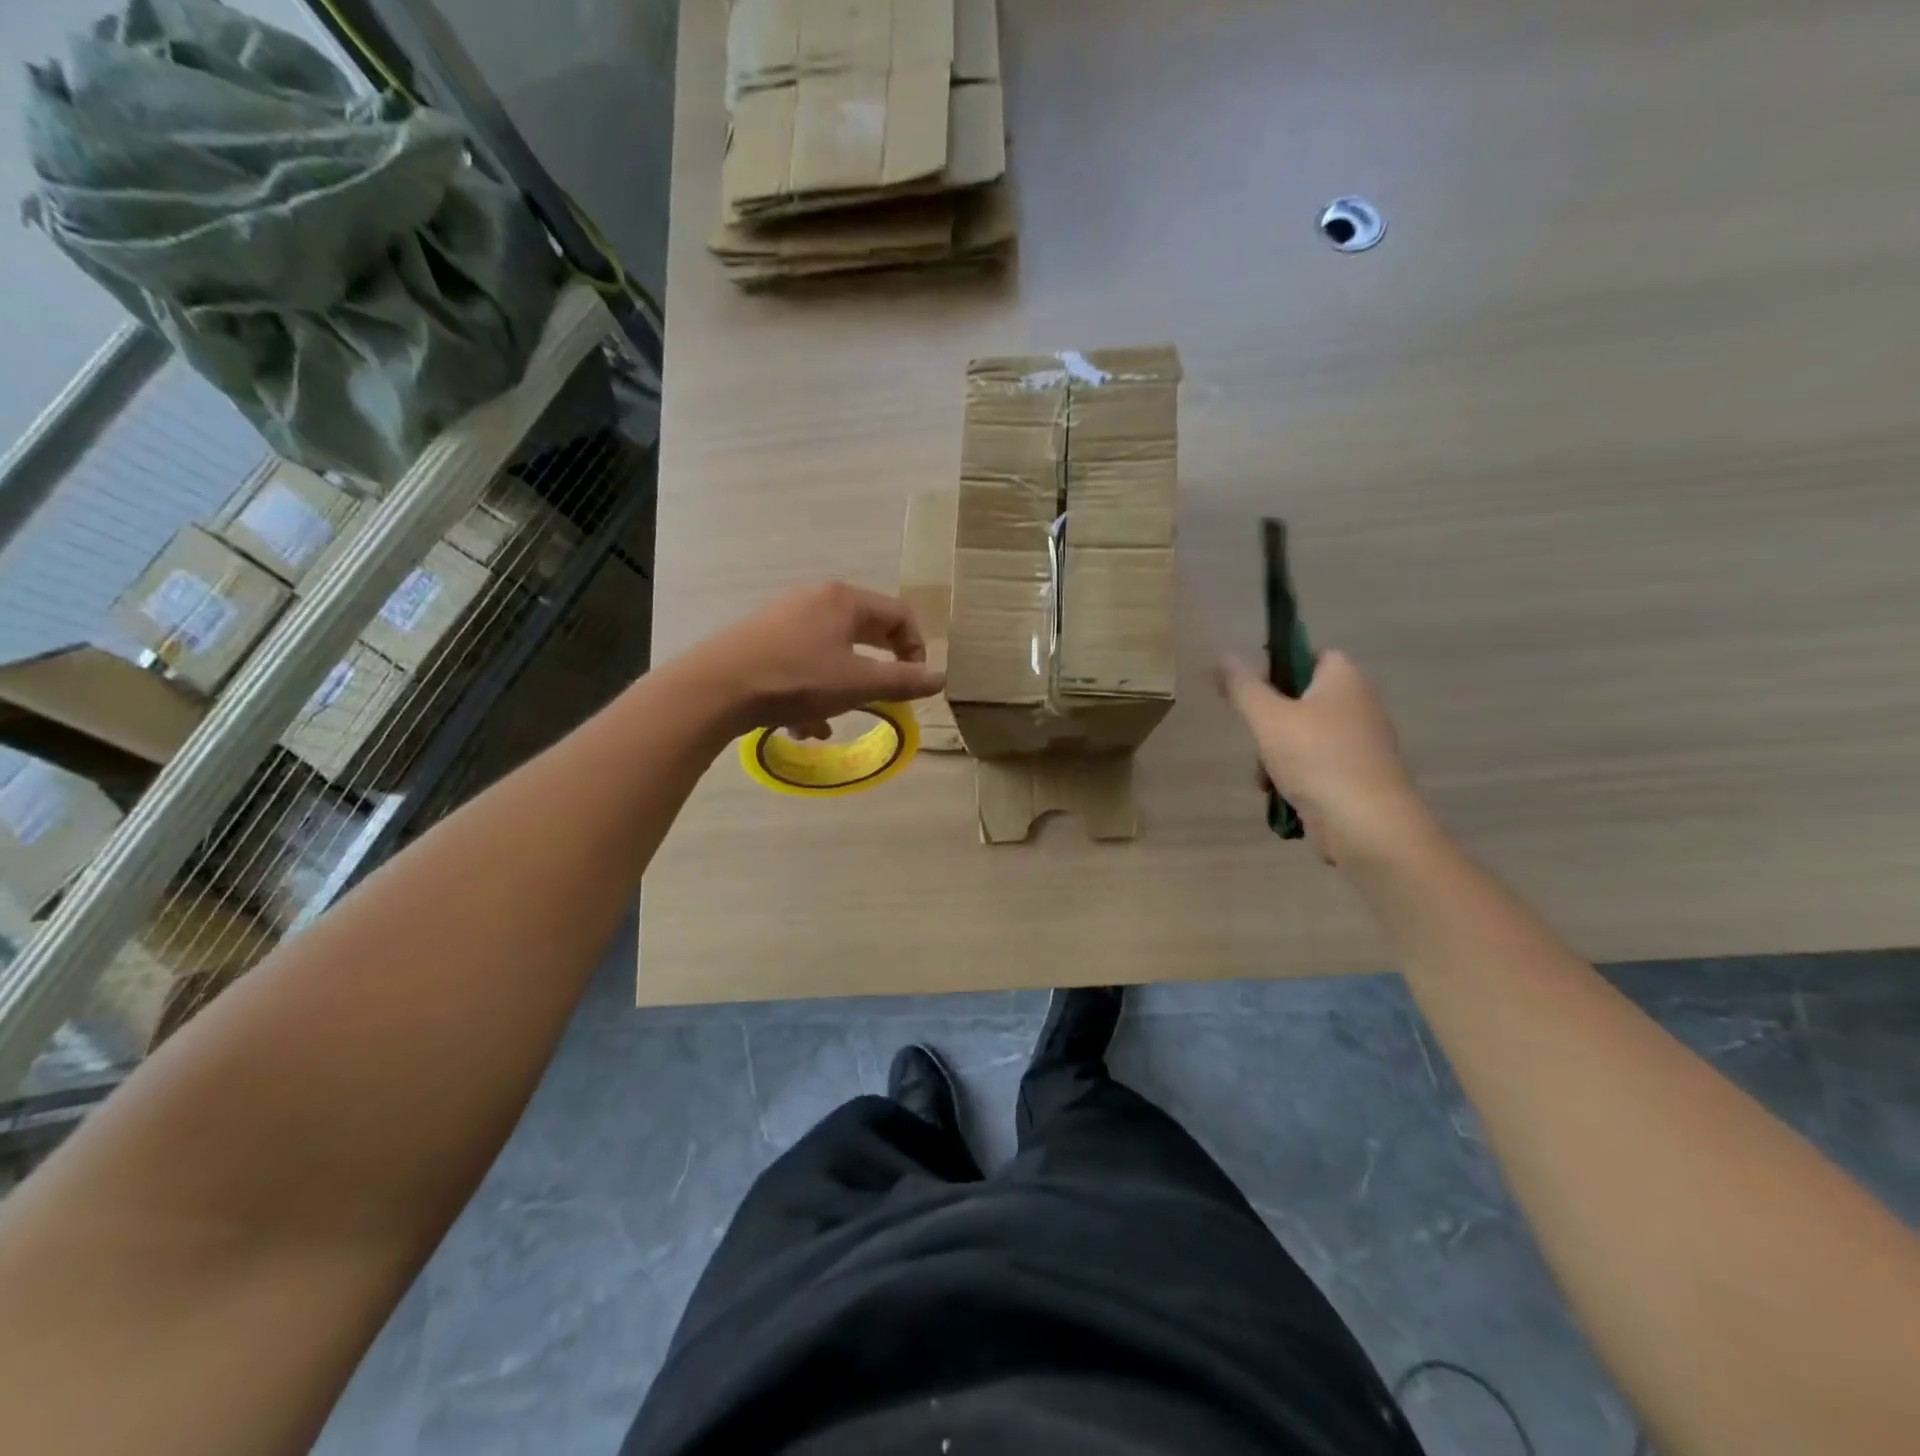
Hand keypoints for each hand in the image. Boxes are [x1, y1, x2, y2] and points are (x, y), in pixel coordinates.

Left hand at [684, 582, 944, 737]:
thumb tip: (941, 678)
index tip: (914, 682)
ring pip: (830, 653)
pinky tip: (799, 725)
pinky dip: (810, 690)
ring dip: (839, 689)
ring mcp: (784, 617)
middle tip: (882, 699)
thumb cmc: (797, 680)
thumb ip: (903, 682)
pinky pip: (801, 661)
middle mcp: (815, 599)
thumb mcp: (858, 684)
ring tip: (830, 724)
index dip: (916, 649)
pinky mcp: (760, 639)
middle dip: (876, 672)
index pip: (899, 615)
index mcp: (844, 600)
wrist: (716, 688)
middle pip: (864, 632)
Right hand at [1218, 650, 1437, 868]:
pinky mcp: (1358, 775)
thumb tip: (1224, 655)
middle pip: (1301, 698)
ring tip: (1265, 776)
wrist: (1366, 824)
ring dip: (1275, 753)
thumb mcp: (1268, 717)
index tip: (1250, 690)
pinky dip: (1295, 775)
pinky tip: (1280, 794)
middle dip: (1269, 721)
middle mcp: (1358, 703)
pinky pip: (1316, 763)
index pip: (1310, 653)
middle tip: (1255, 738)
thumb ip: (1243, 686)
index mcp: (1344, 678)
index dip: (1277, 665)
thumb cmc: (1317, 759)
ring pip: (1303, 734)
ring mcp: (1361, 742)